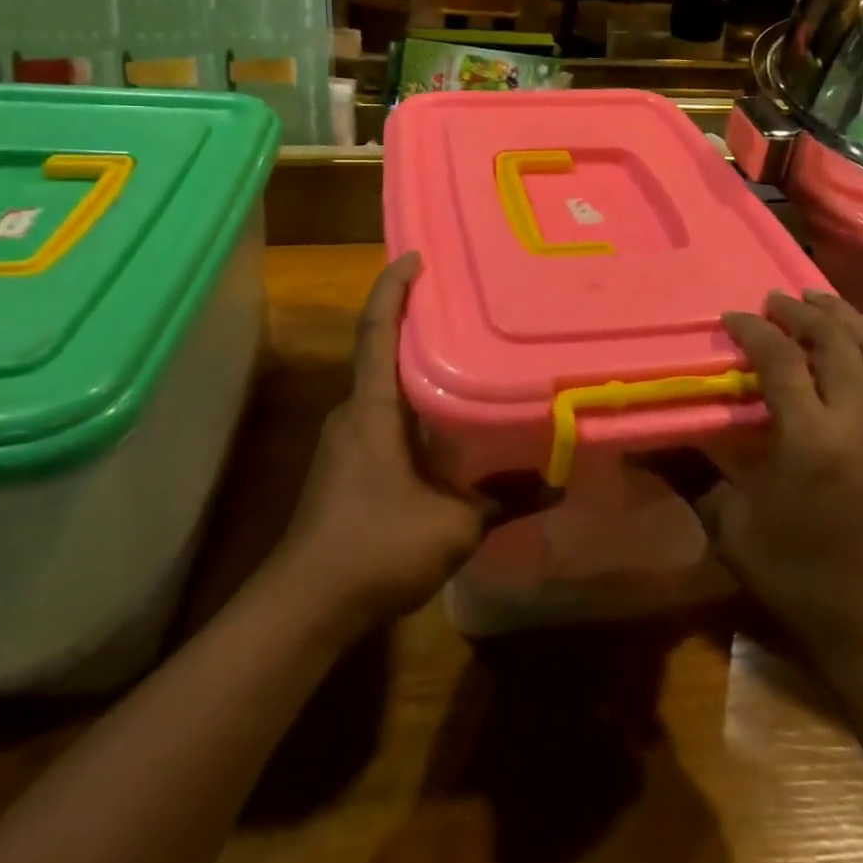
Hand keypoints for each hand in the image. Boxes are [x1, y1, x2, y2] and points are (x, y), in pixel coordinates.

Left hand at [273, 253, 483, 632]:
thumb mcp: (454, 526)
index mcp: (372, 407)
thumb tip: (557, 483)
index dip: (391, 288)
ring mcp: (342, 440)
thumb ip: (505, 500)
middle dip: (412, 322)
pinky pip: (378, 415)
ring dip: (412, 367)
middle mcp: (352, 412)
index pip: (376, 330)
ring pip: (380, 387)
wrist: (305, 605)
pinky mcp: (343, 465)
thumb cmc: (376, 547)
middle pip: (380, 350)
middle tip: (461, 305)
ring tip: (461, 358)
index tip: (415, 256)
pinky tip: (440, 423)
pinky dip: (407, 403)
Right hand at [700, 291, 862, 674]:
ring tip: (818, 298)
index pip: (782, 359)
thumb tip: (652, 443)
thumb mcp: (735, 527)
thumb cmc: (801, 578)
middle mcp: (860, 421)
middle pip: (835, 341)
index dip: (754, 330)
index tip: (732, 316)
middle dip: (803, 312)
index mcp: (811, 438)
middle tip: (775, 300)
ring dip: (844, 318)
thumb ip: (698, 472)